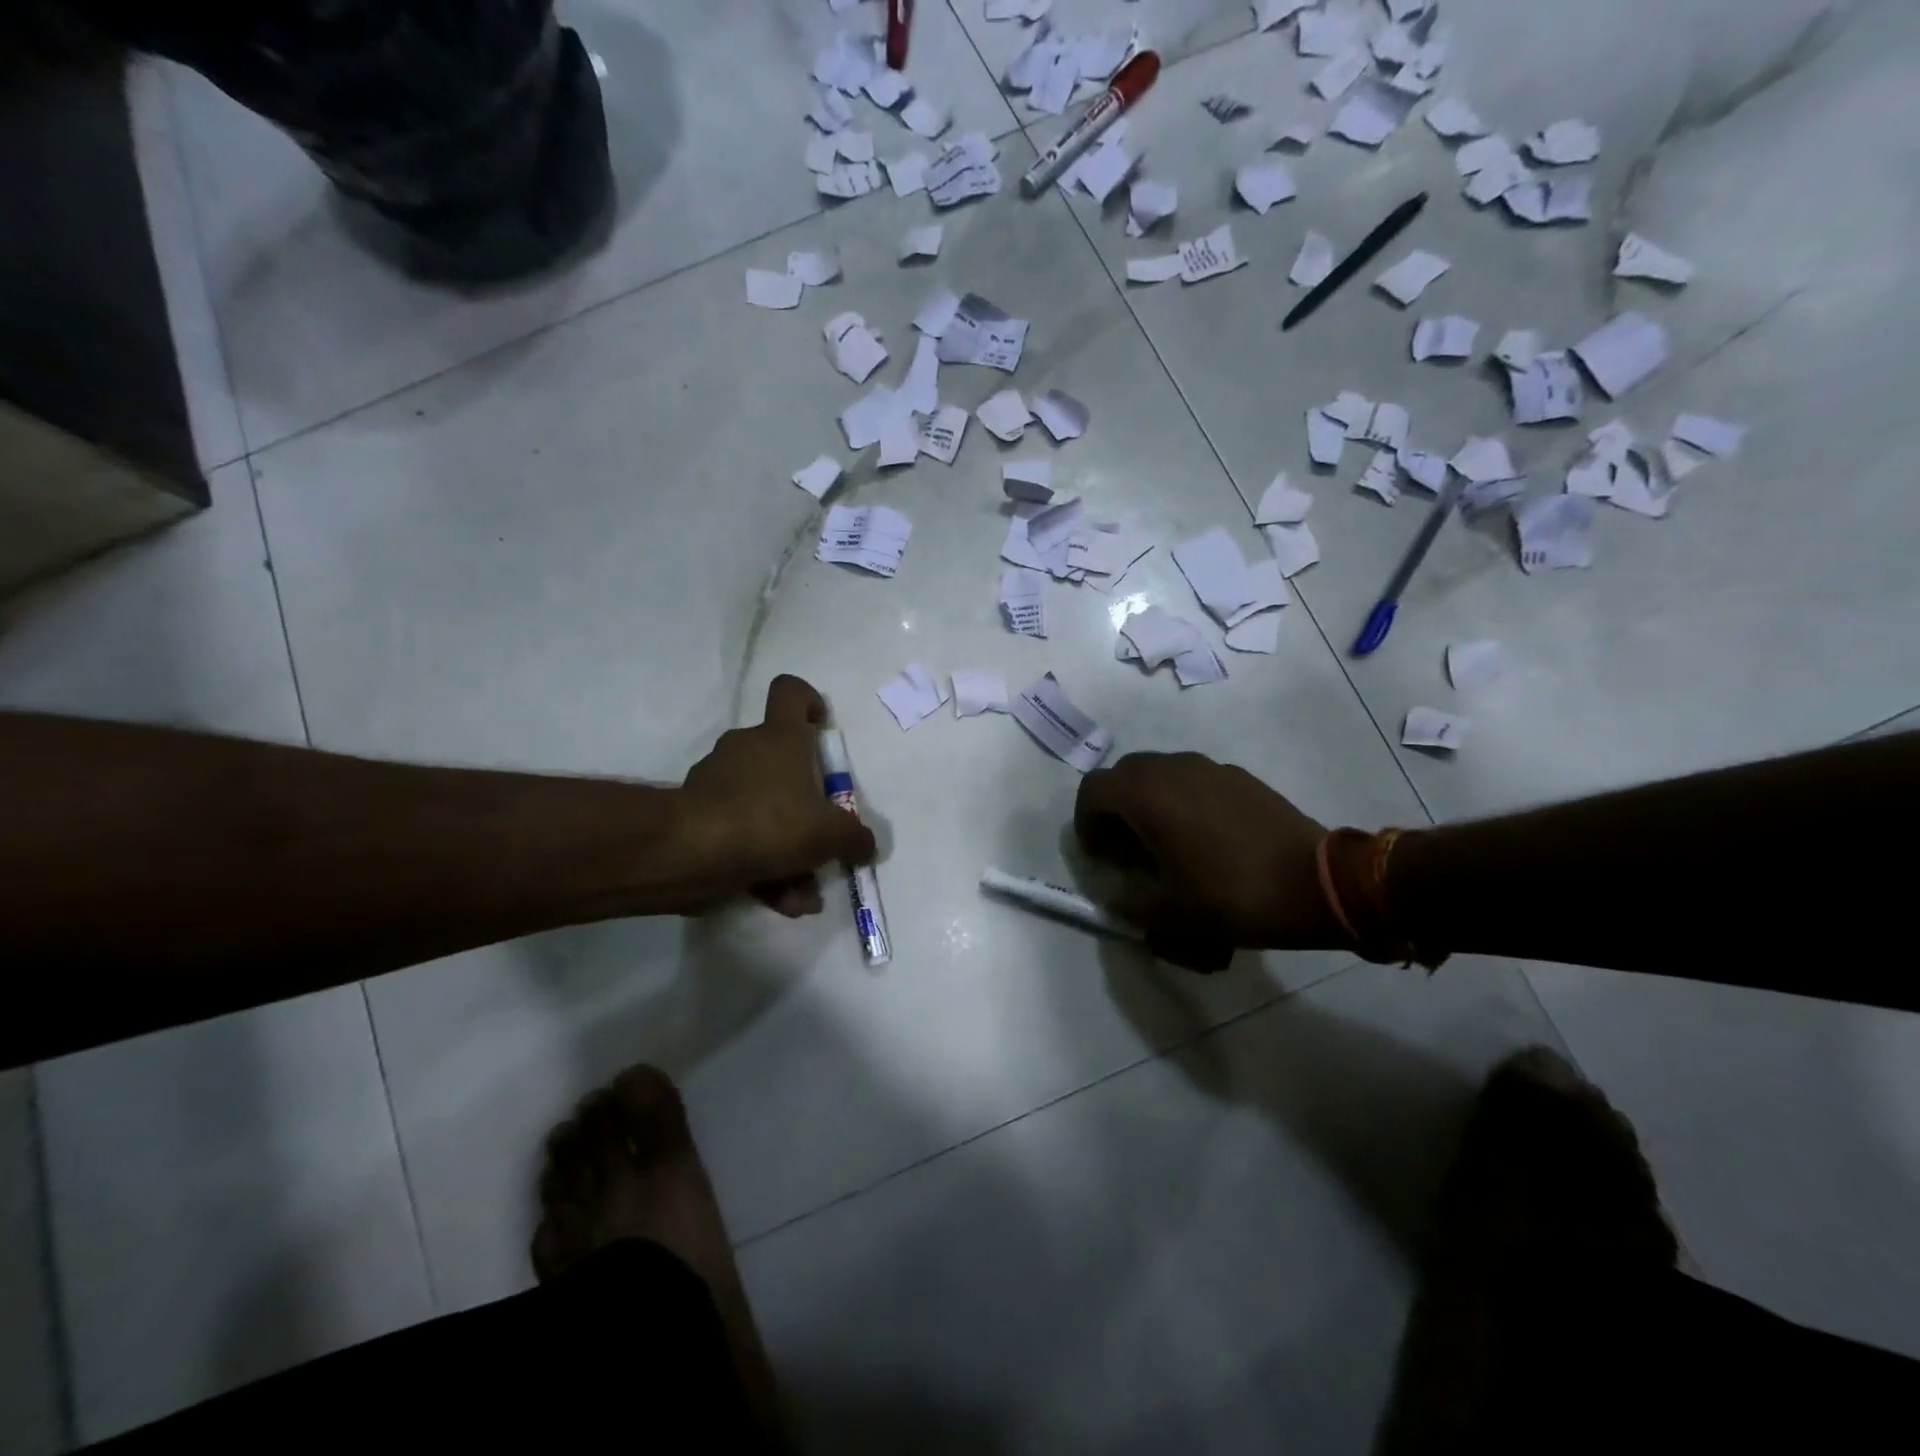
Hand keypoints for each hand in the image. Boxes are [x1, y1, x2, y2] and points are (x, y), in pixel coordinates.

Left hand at [675, 675, 876, 916]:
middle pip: (783, 763)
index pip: (790, 692)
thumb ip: (855, 838)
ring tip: (805, 891)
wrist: (689, 854)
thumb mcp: (830, 834)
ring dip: (787, 848)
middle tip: (823, 837)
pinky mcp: (698, 818)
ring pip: (763, 809)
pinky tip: (782, 902)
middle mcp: (746, 750)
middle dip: (806, 803)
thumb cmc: (769, 824)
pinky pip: (741, 838)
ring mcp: (717, 783)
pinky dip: (762, 867)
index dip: (809, 702)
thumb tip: (865, 846)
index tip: (822, 729)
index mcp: (779, 737)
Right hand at [1074, 751, 1344, 970]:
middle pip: (1123, 776)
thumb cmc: (1231, 895)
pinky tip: (1206, 839)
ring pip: (1160, 774)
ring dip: (1149, 803)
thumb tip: (1117, 895)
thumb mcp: (1170, 913)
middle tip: (1127, 849)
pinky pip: (1193, 780)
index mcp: (1145, 794)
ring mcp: (1209, 767)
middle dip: (1115, 810)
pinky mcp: (1239, 776)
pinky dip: (1183, 800)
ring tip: (1166, 844)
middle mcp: (1172, 768)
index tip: (1101, 858)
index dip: (1086, 824)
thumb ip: (1129, 903)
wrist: (1316, 883)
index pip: (1092, 791)